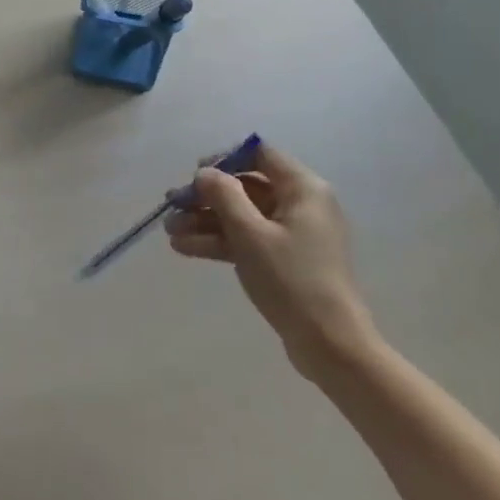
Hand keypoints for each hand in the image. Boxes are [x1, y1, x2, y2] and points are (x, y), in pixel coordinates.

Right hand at [165, 143, 378, 380]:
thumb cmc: (292, 280)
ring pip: (242, 215)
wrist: (330, 345)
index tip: (195, 175)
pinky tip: (185, 248)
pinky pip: (247, 239)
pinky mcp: (286, 260)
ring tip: (169, 232)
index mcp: (303, 189)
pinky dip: (219, 241)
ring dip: (205, 221)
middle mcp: (301, 205)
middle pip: (246, 186)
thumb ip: (224, 195)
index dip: (224, 159)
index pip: (260, 153)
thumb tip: (206, 173)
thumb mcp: (250, 233)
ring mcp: (293, 234)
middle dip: (206, 197)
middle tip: (172, 206)